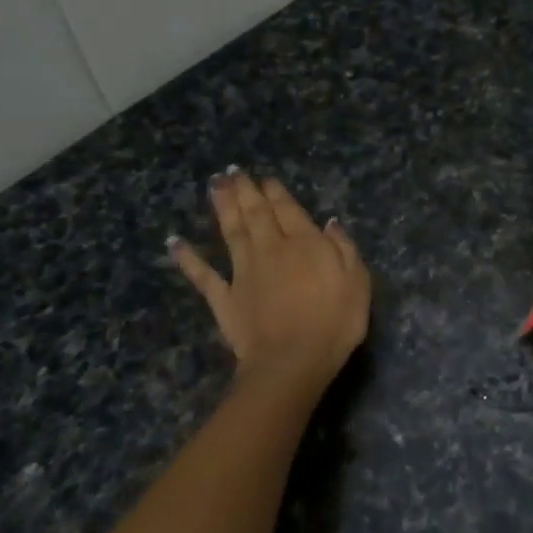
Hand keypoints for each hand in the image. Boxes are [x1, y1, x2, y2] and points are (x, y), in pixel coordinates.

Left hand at [171, 170, 370, 388]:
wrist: (293, 361)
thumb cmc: (334, 323)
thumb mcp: (357, 283)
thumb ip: (344, 249)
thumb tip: (330, 224)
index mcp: (305, 244)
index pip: (288, 210)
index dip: (275, 192)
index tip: (265, 178)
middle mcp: (271, 249)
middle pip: (255, 213)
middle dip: (244, 190)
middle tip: (232, 171)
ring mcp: (244, 272)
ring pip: (231, 232)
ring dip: (222, 207)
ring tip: (213, 185)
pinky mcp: (225, 297)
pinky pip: (203, 274)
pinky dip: (188, 258)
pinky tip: (175, 242)